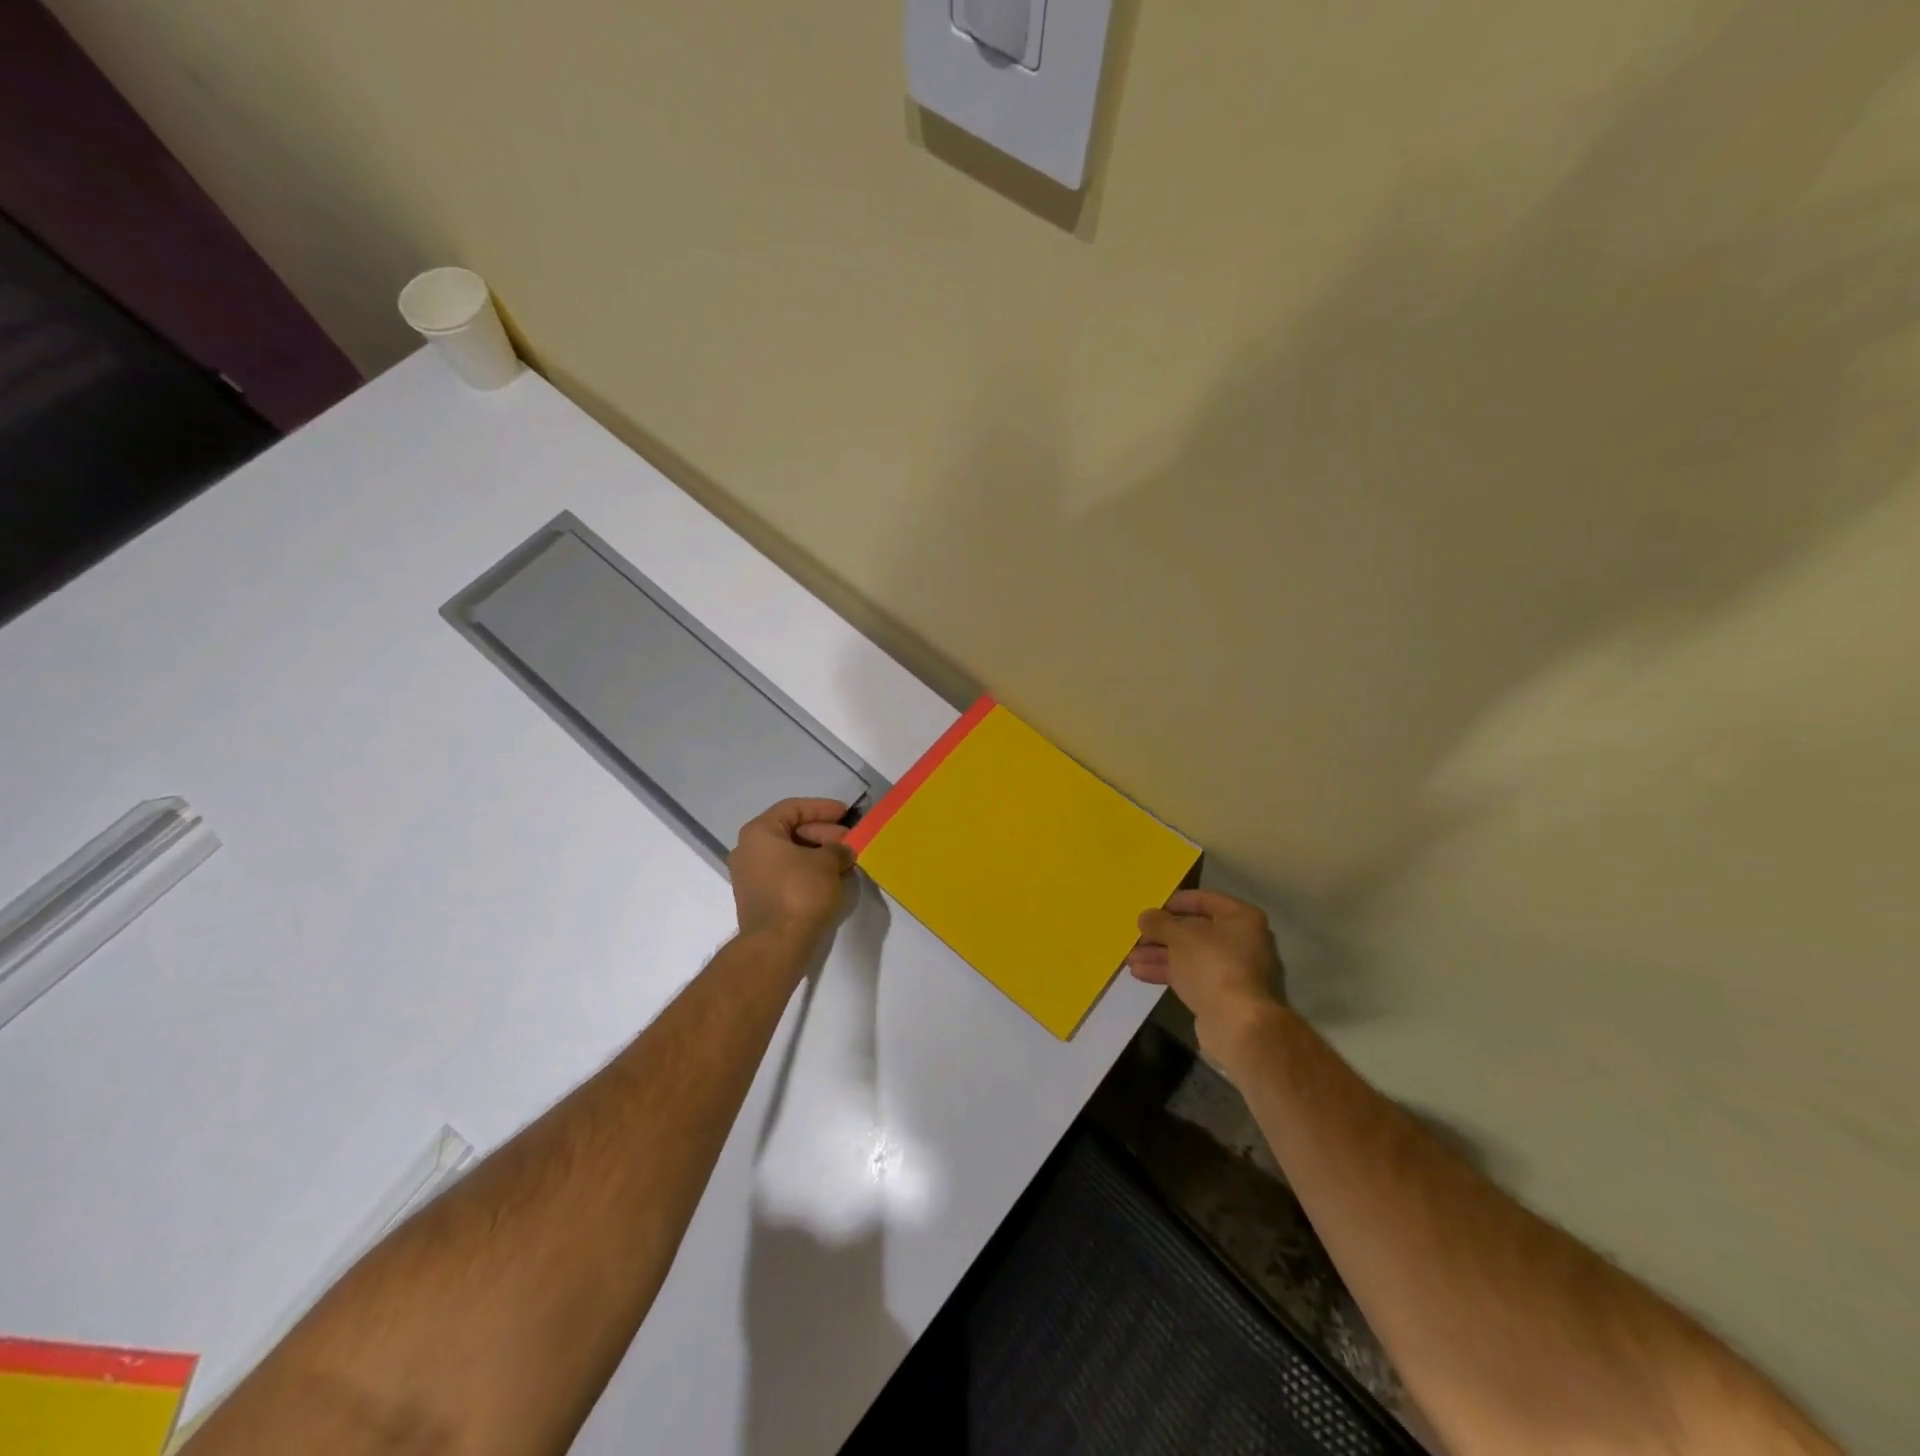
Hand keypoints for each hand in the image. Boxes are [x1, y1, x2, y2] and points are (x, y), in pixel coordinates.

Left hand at [729, 798, 854, 940]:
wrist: (777, 944)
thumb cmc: (800, 892)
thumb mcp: (827, 863)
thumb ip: (838, 848)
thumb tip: (842, 851)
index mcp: (759, 832)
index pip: (793, 808)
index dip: (823, 808)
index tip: (847, 814)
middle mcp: (748, 850)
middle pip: (791, 831)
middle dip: (823, 833)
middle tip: (850, 842)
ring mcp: (750, 876)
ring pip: (789, 854)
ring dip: (818, 854)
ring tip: (845, 861)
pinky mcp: (758, 897)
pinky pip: (786, 873)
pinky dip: (808, 871)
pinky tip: (831, 878)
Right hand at [1129, 889, 1285, 1068]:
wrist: (1236, 1024)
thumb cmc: (1212, 966)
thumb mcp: (1180, 937)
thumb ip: (1160, 923)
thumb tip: (1145, 916)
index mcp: (1240, 918)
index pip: (1203, 899)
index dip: (1174, 902)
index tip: (1150, 908)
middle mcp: (1240, 940)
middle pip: (1194, 929)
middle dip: (1161, 934)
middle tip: (1135, 935)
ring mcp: (1230, 969)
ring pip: (1188, 954)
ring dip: (1159, 954)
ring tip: (1130, 957)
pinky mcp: (1219, 993)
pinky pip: (1189, 975)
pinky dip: (1166, 971)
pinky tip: (1140, 973)